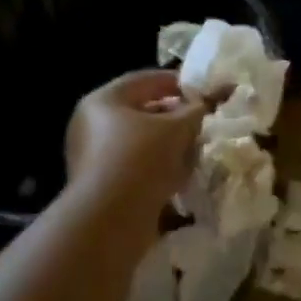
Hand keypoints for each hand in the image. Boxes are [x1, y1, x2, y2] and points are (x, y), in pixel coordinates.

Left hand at [65, 69, 206, 216]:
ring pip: (139, 141)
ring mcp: (92, 156)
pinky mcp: (100, 184)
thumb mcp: (177, 129)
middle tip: (201, 121)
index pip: (145, 80)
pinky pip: (134, 165)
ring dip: (167, 144)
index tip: (202, 90)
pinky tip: (180, 175)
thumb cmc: (141, 159)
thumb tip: (208, 101)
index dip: (177, 82)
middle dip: (174, 116)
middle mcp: (91, 124)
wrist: (110, 220)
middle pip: (140, 111)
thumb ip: (196, 110)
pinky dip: (157, 166)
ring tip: (195, 148)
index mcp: (103, 100)